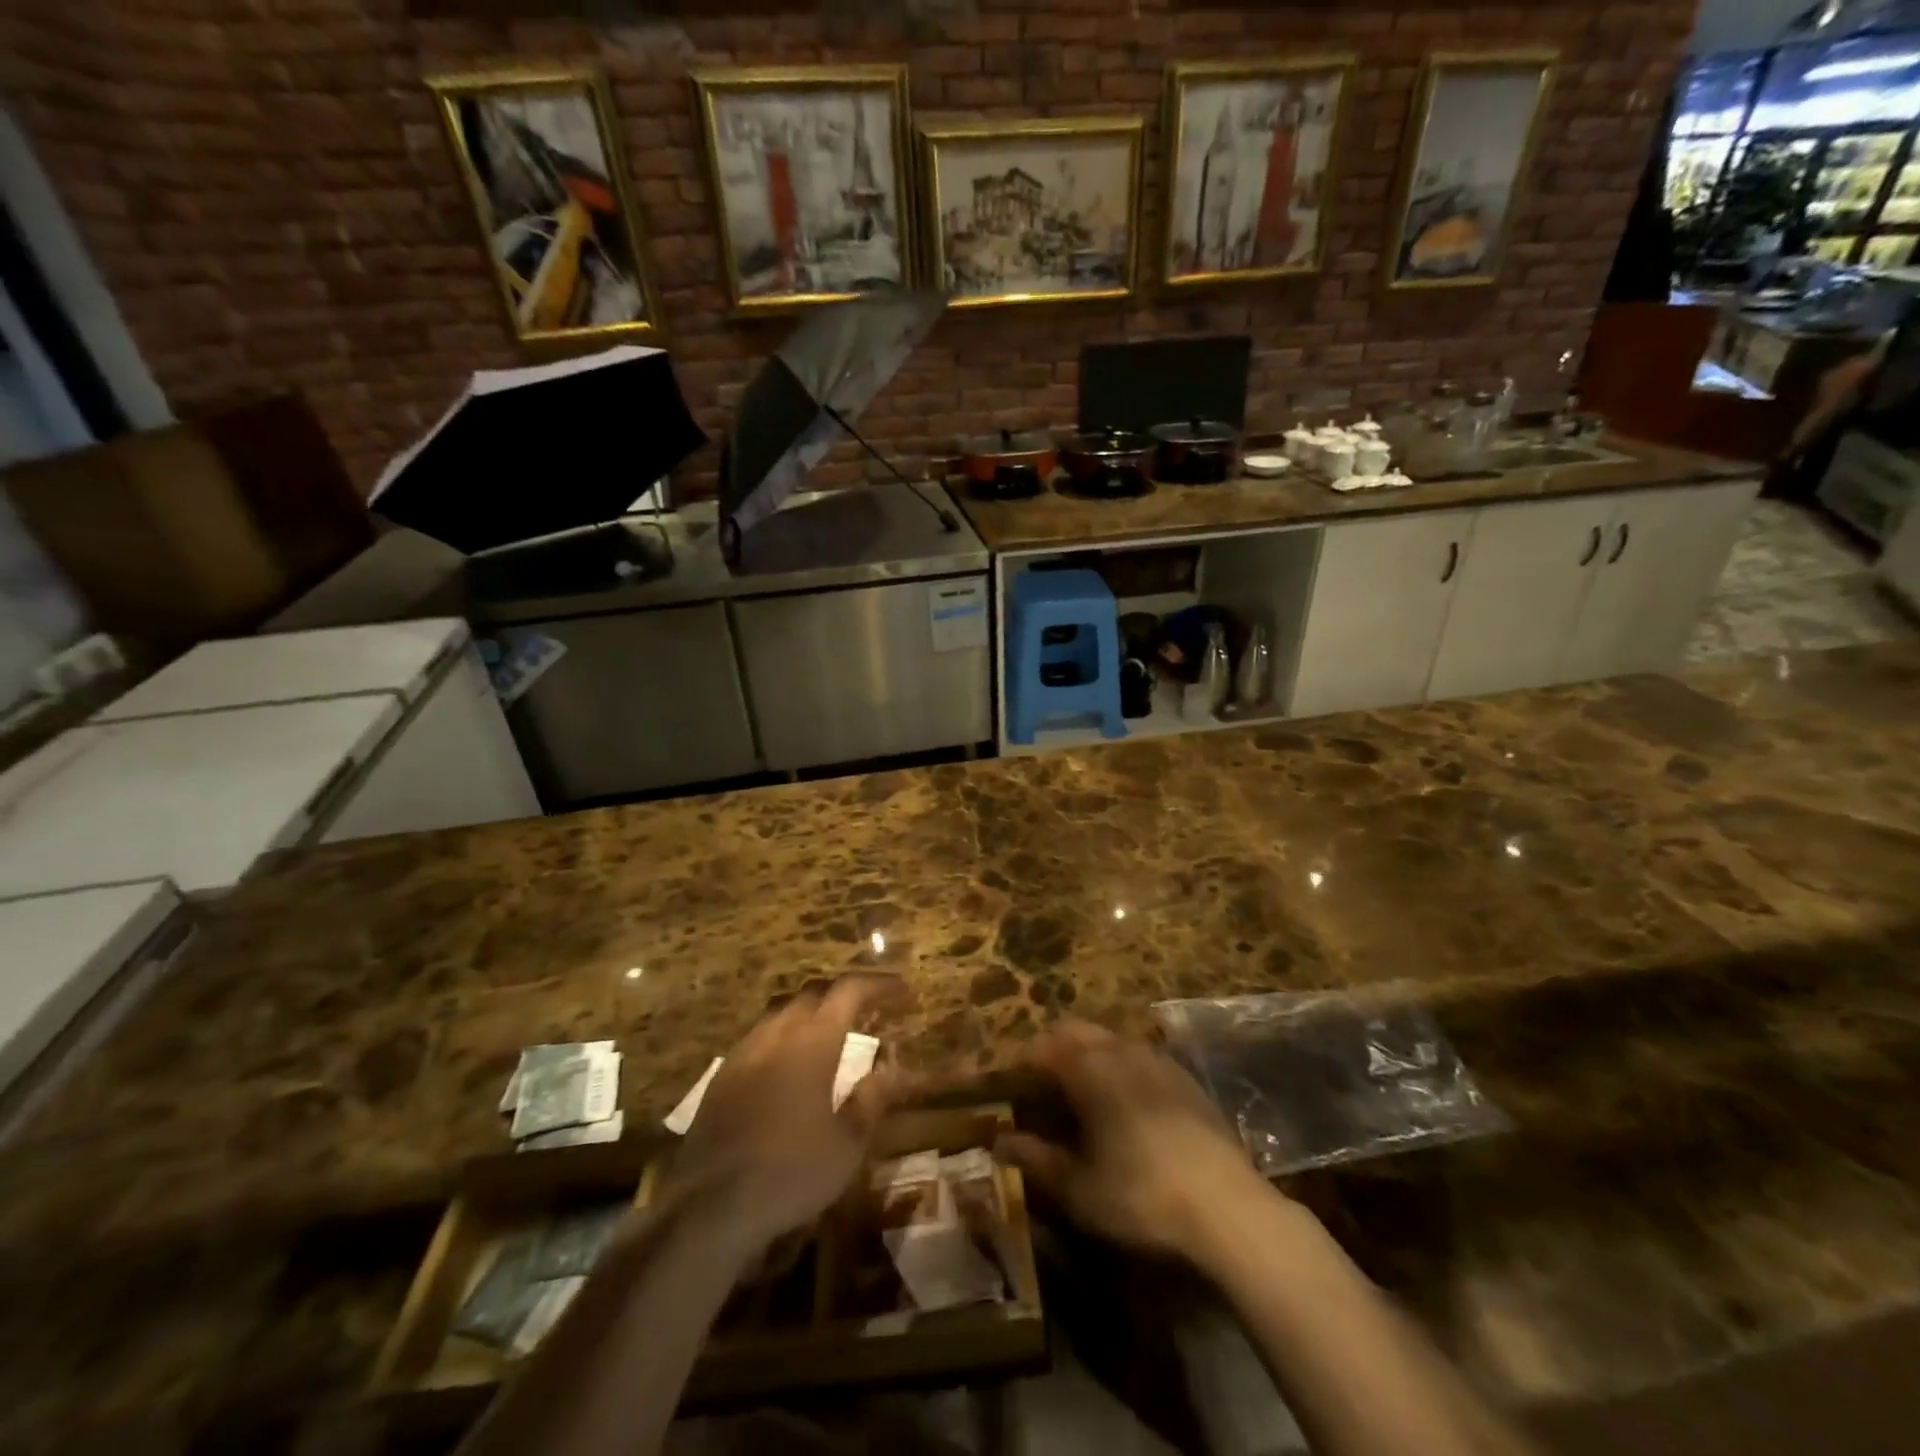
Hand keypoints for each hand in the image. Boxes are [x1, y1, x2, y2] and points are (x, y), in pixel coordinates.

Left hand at [671, 974, 909, 1250]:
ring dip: (811, 1012)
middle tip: (869, 1010)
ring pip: (782, 1011)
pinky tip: (789, 1066)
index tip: (904, 991)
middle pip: (813, 993)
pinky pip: (759, 1037)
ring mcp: (744, 1053)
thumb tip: (888, 1068)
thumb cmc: (791, 1173)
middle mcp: (777, 1034)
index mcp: (813, 1042)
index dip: (879, 985)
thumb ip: (871, 1100)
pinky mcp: (721, 1077)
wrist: (709, 1207)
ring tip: (831, 1033)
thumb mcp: (847, 1145)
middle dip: (844, 994)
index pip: (849, 991)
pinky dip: (784, 1036)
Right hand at [996, 1021, 1272, 1259]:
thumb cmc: (1139, 1194)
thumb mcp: (1077, 1187)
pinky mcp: (1185, 1077)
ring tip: (1081, 1092)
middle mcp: (1120, 1049)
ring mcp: (1157, 1059)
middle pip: (1076, 1032)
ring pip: (1110, 1041)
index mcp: (1088, 1068)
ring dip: (1089, 1054)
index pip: (1042, 1048)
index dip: (1022, 1063)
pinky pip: (1140, 1057)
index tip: (1011, 1085)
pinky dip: (1121, 1067)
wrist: (1227, 1205)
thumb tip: (999, 1141)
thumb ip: (1035, 1158)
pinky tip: (1126, 1103)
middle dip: (1054, 1049)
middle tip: (1041, 1084)